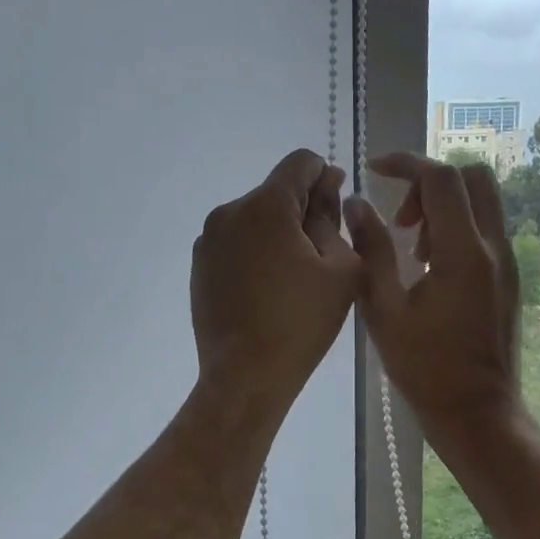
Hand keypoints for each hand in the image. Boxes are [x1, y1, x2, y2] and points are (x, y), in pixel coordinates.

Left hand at [190, 150, 361, 416]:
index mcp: (265, 206)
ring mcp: (208, 239)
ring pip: (254, 217)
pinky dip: (255, 251)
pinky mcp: (198, 264)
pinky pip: (235, 241)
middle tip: (322, 253)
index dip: (326, 177)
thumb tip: (327, 186)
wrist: (245, 375)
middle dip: (302, 209)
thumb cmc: (302, 323)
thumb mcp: (341, 268)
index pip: (300, 162)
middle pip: (275, 191)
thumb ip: (333, 217)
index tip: (335, 211)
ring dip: (277, 231)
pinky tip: (267, 288)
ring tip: (294, 275)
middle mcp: (229, 211)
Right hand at [344, 154, 521, 443]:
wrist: (478, 413)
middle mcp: (494, 248)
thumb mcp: (384, 309)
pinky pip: (484, 229)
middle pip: (473, 177)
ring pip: (481, 202)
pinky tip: (427, 266)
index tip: (374, 169)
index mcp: (464, 253)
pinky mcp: (508, 278)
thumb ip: (371, 251)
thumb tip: (358, 206)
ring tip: (410, 245)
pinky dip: (455, 226)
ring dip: (442, 205)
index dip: (406, 163)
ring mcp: (507, 263)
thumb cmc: (424, 367)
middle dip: (429, 181)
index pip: (442, 178)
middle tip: (400, 215)